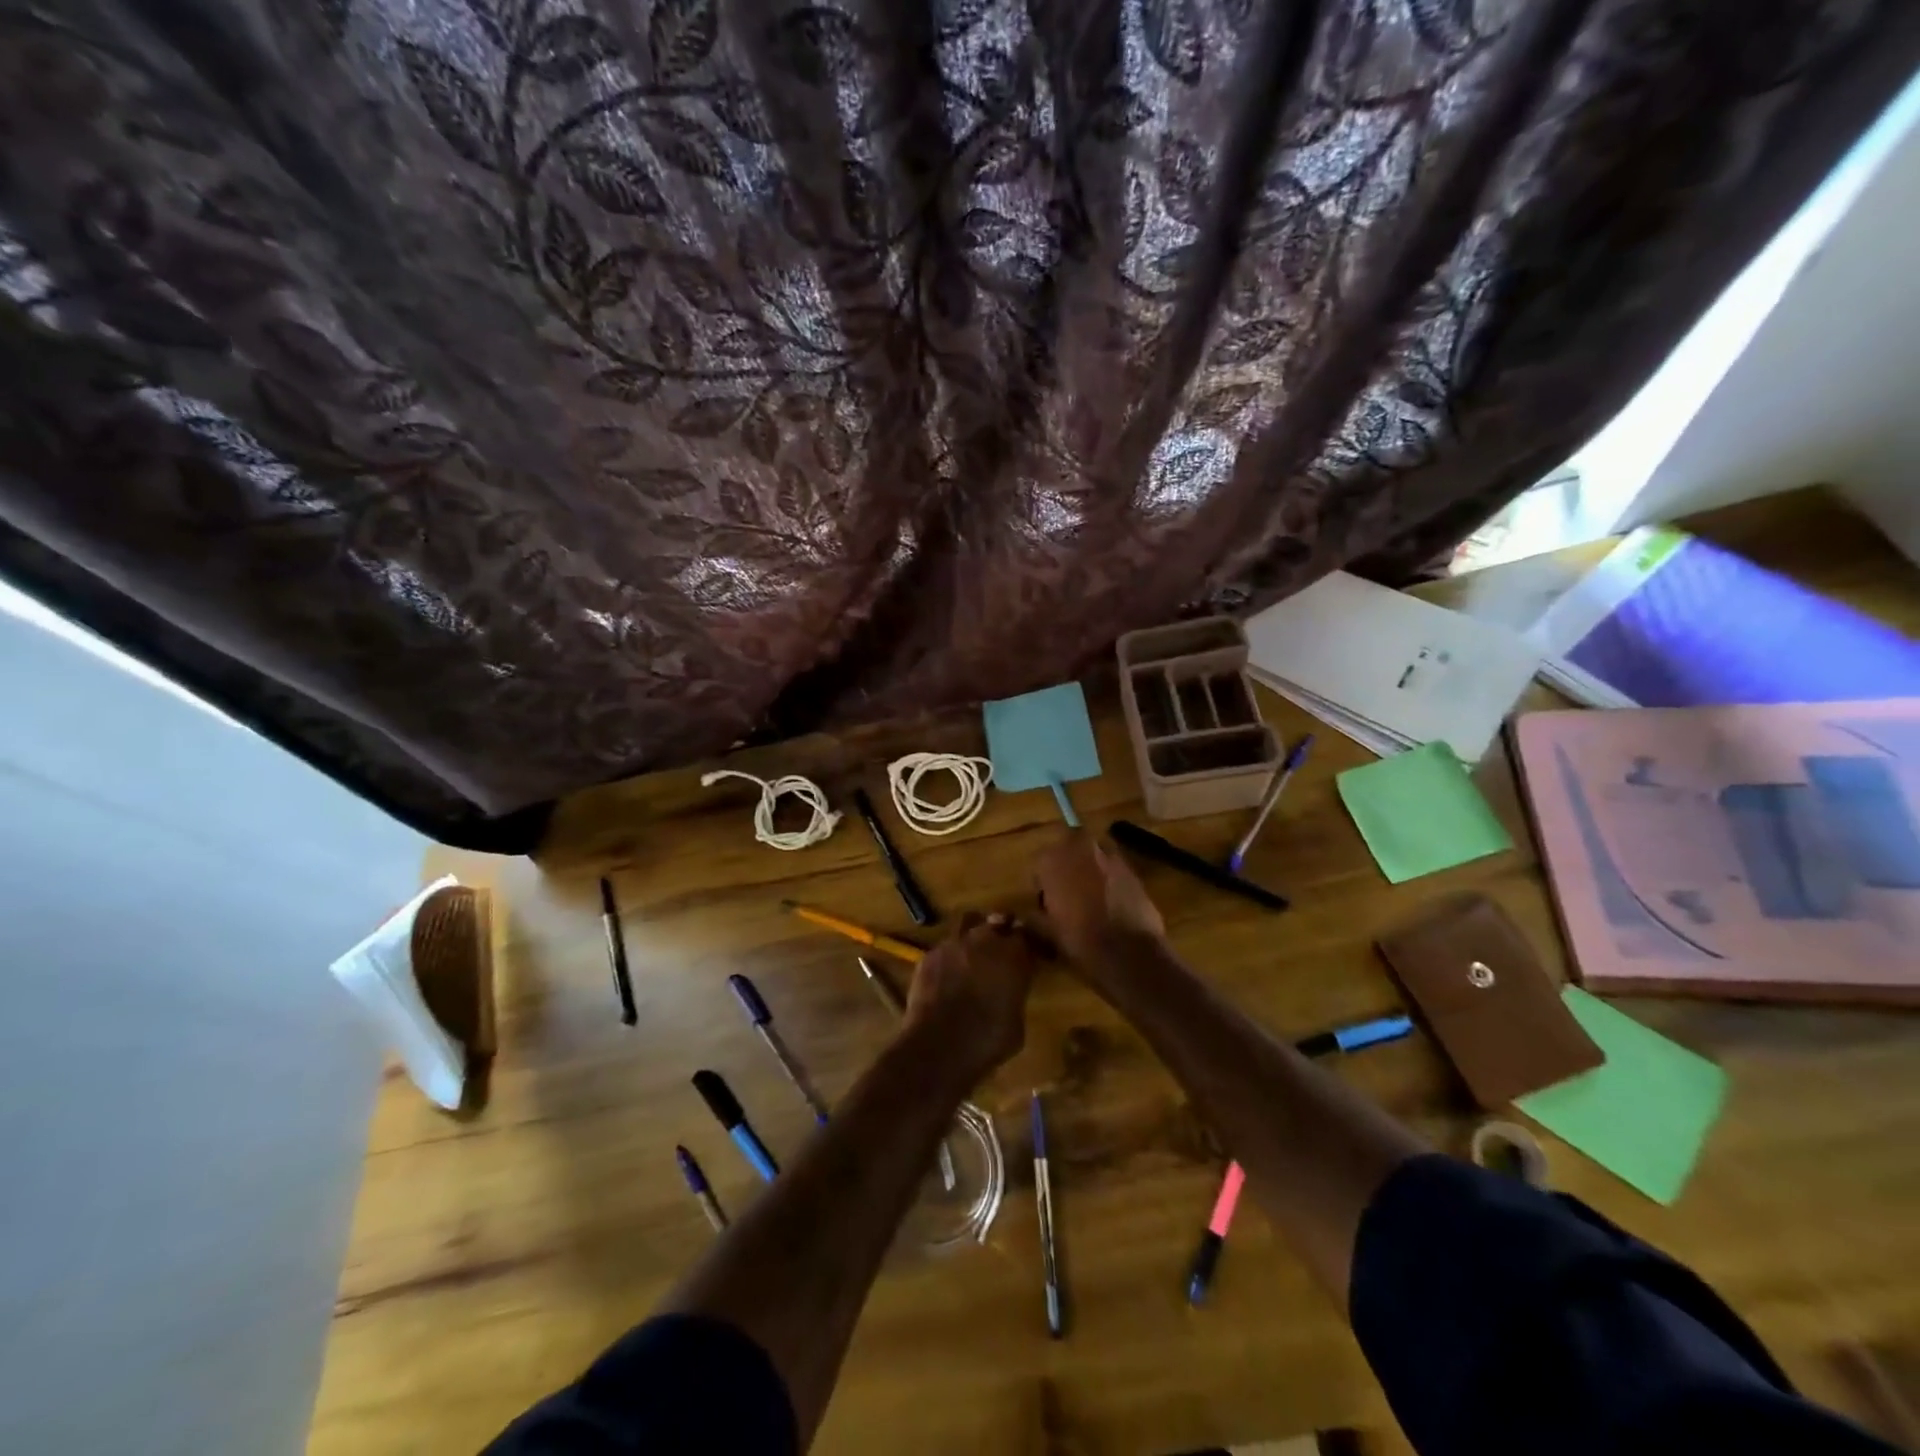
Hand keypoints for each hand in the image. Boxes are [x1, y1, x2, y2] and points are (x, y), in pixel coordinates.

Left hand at [903, 912, 1041, 1082]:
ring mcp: (954, 943)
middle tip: (1001, 949)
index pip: (1026, 936)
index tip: (1028, 955)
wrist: (939, 1046)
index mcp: (1013, 954)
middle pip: (997, 921)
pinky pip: (944, 947)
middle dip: (1001, 931)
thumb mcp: (1016, 1022)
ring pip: (968, 923)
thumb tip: (1010, 992)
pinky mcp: (929, 955)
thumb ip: (1015, 995)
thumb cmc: (987, 1040)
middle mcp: (984, 939)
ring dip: (973, 934)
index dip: (1027, 945)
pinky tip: (947, 973)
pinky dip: (949, 956)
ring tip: (972, 952)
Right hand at [1033, 831, 1166, 969]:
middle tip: (1068, 897)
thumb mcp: (1047, 932)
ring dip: (1089, 871)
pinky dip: (1110, 880)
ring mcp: (1110, 855)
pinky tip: (1112, 904)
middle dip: (1067, 868)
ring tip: (1091, 900)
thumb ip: (1032, 918)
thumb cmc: (1080, 940)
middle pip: (1068, 851)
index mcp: (1053, 859)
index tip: (1046, 904)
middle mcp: (1080, 847)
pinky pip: (1114, 869)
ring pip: (1093, 857)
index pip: (1039, 862)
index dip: (1042, 884)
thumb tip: (1022, 917)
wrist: (1130, 952)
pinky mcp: (1133, 868)